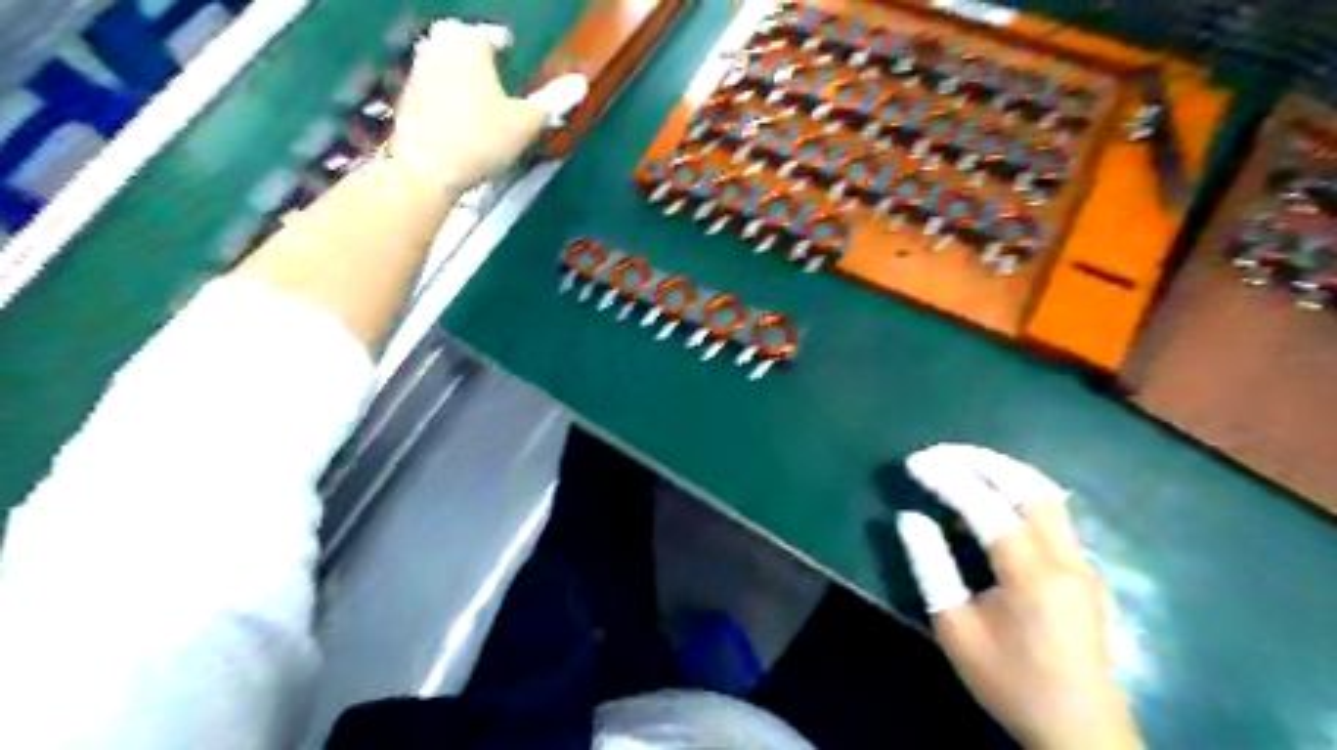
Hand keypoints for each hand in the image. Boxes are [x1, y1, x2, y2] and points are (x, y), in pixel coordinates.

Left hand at [394, 20, 589, 193]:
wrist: (427, 168)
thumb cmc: (482, 139)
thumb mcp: (526, 123)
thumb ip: (553, 100)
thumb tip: (581, 83)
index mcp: (470, 43)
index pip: (492, 35)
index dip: (505, 45)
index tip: (510, 52)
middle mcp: (439, 47)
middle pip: (461, 41)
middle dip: (475, 52)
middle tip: (491, 67)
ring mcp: (418, 71)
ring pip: (443, 61)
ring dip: (459, 71)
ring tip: (478, 92)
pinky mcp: (407, 98)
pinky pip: (431, 85)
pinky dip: (444, 93)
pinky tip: (457, 115)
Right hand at [890, 441, 1144, 749]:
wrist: (1081, 731)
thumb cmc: (1010, 681)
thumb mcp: (955, 628)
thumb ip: (931, 567)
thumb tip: (910, 518)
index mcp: (1031, 572)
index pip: (984, 505)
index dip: (947, 477)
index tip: (913, 462)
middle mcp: (1064, 556)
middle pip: (1027, 486)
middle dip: (979, 460)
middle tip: (938, 452)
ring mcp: (1081, 562)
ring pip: (1046, 494)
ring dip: (1003, 470)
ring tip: (962, 462)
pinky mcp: (1084, 571)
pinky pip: (1052, 513)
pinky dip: (1018, 491)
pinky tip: (993, 496)